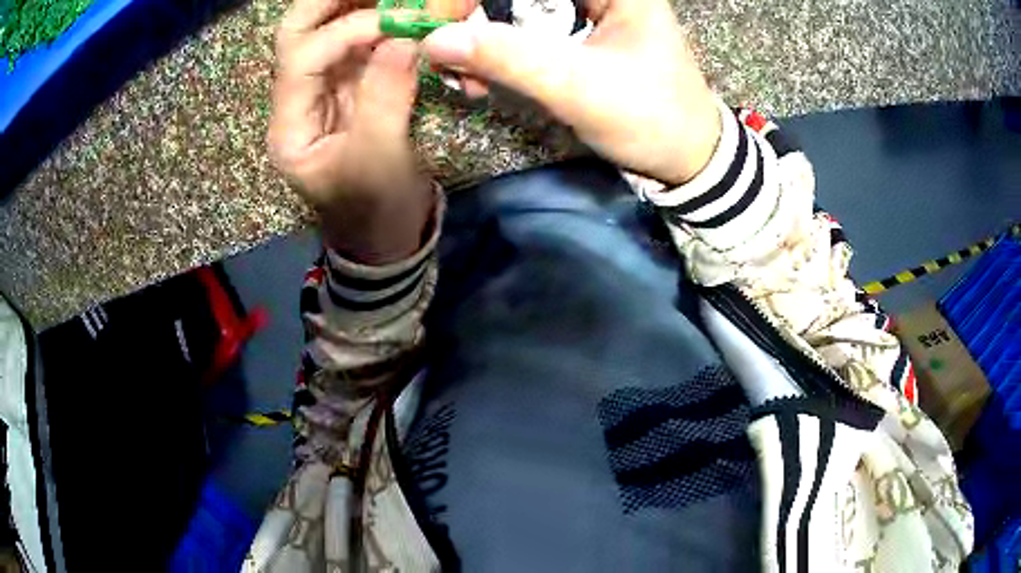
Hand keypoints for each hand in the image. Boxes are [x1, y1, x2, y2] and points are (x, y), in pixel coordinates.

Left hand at [269, 2, 432, 263]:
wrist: (385, 236)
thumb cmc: (375, 210)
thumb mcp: (379, 162)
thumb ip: (385, 98)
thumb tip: (403, 38)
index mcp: (290, 128)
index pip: (301, 59)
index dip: (346, 31)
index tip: (398, 21)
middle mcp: (298, 101)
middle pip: (297, 33)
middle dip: (332, 3)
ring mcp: (324, 91)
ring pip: (326, 31)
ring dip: (357, 7)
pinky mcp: (351, 89)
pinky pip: (359, 44)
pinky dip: (379, 23)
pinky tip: (402, 12)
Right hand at [423, 0, 720, 184]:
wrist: (686, 157)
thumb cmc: (652, 119)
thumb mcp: (581, 88)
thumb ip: (510, 58)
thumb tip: (435, 40)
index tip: (440, 22)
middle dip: (472, 16)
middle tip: (445, 53)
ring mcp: (585, 7)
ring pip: (513, 6)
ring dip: (480, 38)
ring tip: (465, 78)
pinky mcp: (575, 31)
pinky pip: (521, 28)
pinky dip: (495, 51)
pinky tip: (481, 79)